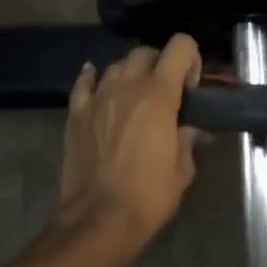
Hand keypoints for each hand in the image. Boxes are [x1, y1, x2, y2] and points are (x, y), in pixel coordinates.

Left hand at [55, 35, 202, 249]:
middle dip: (160, 64)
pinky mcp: (76, 113)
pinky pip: (84, 83)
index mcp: (159, 95)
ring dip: (130, 73)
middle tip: (166, 92)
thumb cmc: (148, 196)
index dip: (190, 58)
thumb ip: (188, 140)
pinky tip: (98, 82)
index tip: (191, 86)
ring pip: (116, 65)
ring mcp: (97, 98)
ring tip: (135, 96)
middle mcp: (126, 86)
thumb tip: (191, 130)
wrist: (99, 219)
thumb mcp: (182, 170)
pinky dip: (93, 77)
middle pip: (144, 52)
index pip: (179, 47)